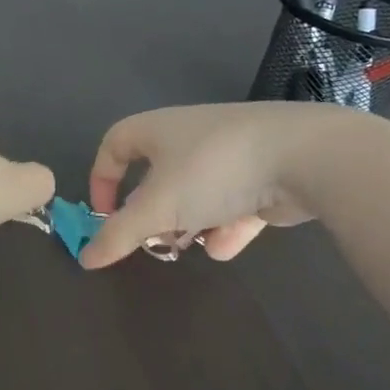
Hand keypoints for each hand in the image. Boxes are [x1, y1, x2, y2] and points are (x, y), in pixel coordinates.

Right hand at [82, 102, 350, 269]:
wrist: (304, 156)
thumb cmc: (213, 170)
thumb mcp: (157, 207)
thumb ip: (119, 235)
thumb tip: (85, 259)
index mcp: (159, 130)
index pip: (115, 144)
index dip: (103, 179)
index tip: (106, 215)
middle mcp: (192, 137)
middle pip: (158, 176)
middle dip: (154, 212)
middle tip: (153, 239)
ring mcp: (231, 154)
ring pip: (197, 192)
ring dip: (190, 222)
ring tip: (193, 244)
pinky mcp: (265, 174)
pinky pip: (234, 203)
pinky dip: (227, 225)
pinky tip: (226, 245)